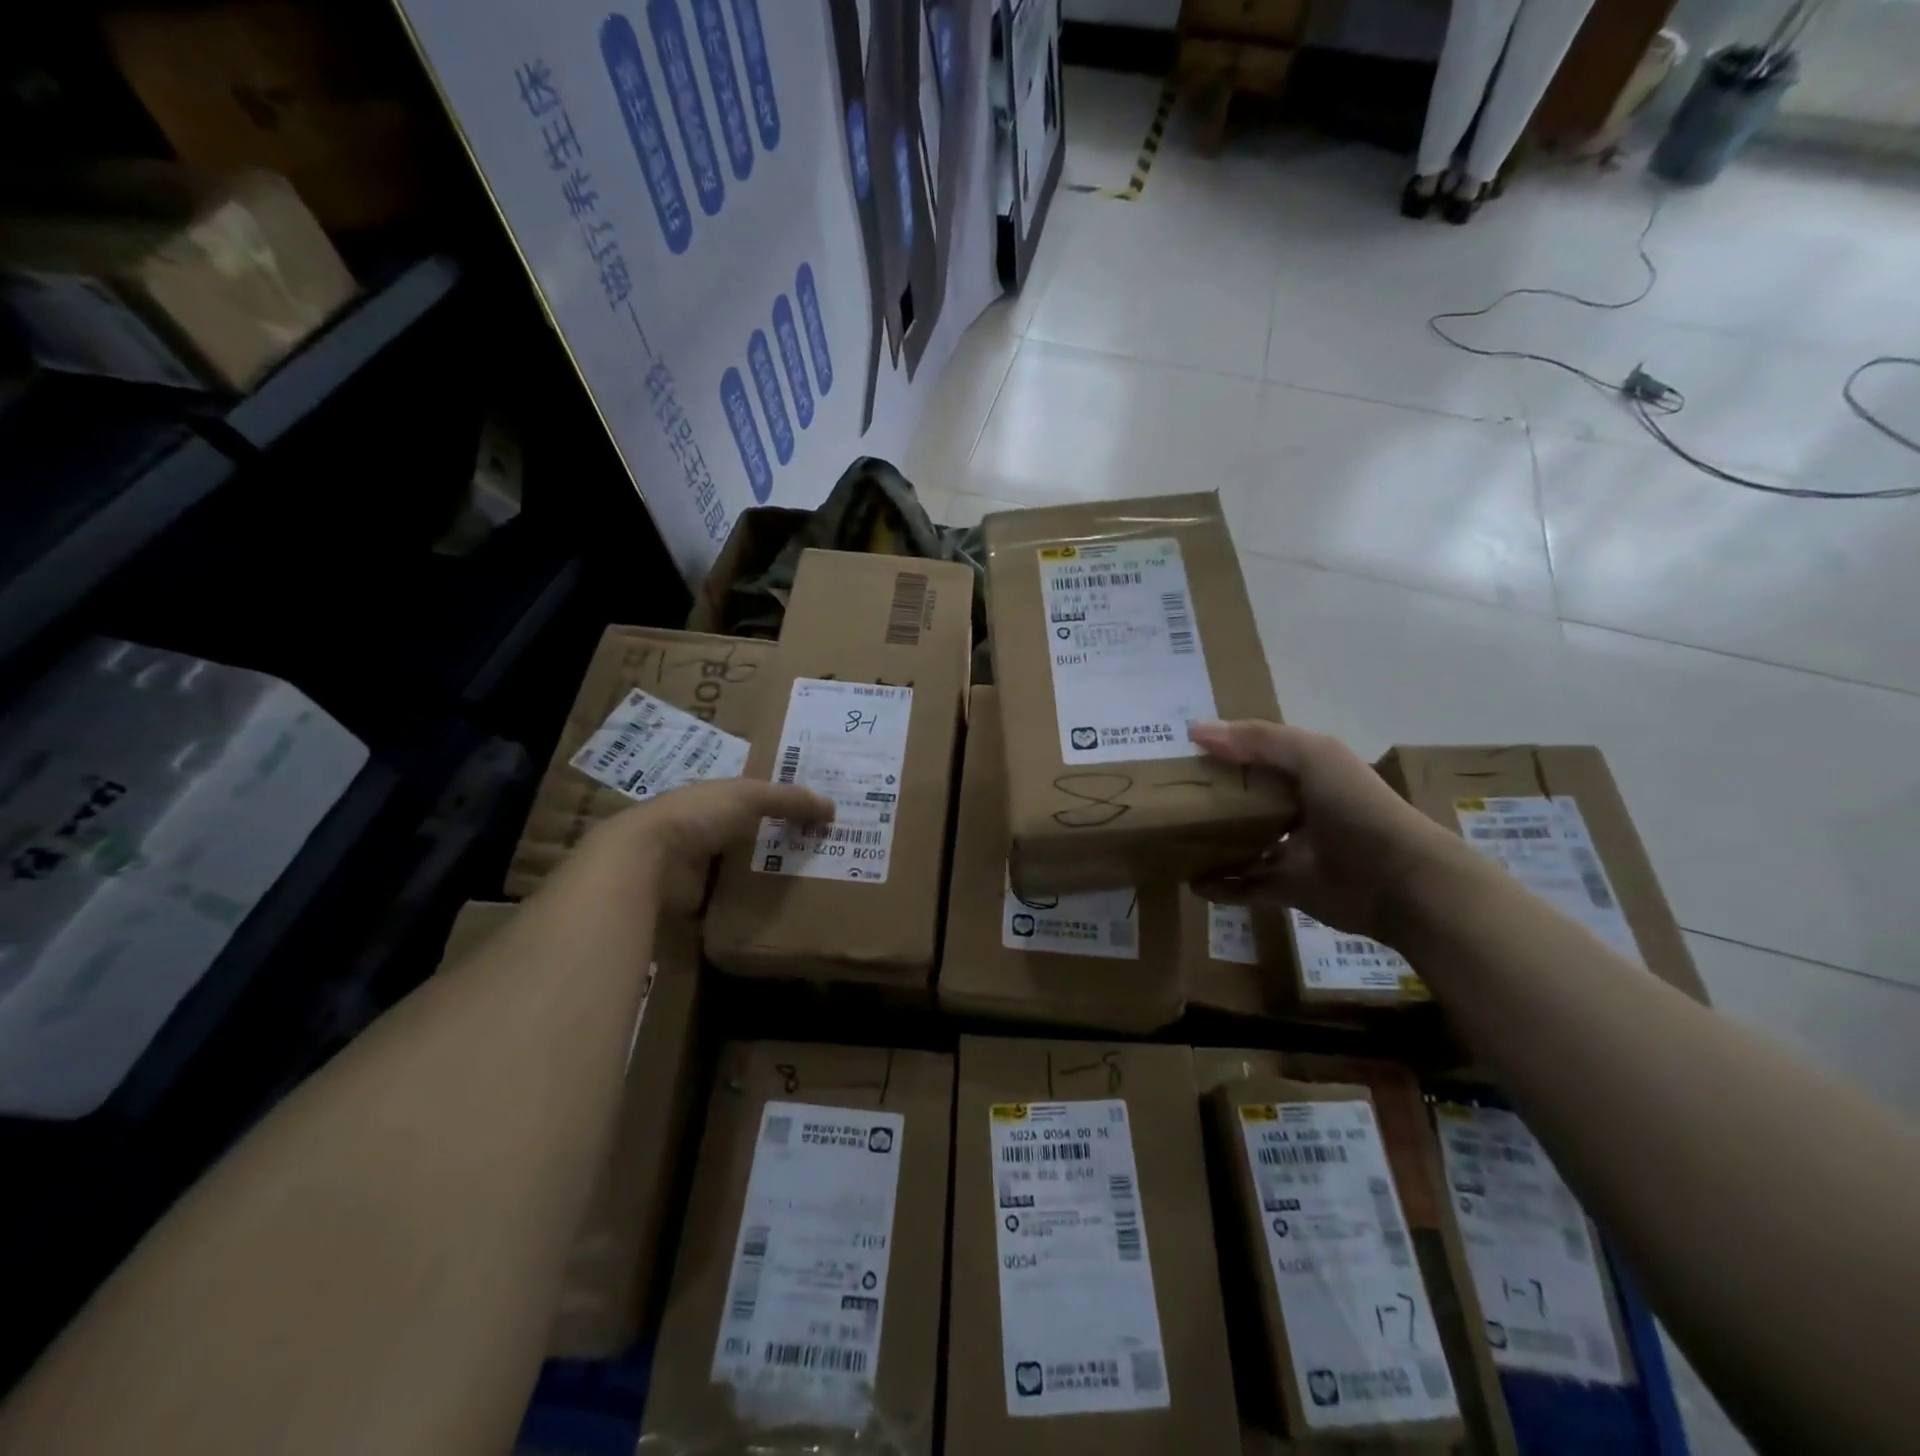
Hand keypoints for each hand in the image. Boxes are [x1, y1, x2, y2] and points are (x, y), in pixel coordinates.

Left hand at [594, 778, 833, 915]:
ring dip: (770, 875)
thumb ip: (789, 799)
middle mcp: (706, 830)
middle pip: (753, 835)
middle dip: (783, 842)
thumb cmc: (697, 815)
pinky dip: (753, 904)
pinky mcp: (697, 900)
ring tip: (813, 882)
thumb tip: (832, 806)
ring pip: (744, 869)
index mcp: (715, 799)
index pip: (757, 798)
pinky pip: (734, 901)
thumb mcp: (748, 796)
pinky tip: (784, 909)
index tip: (819, 815)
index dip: (785, 803)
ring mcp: (700, 867)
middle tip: (825, 852)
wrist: (646, 861)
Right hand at [1188, 720, 1474, 942]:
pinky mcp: (1289, 889)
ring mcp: (1294, 851)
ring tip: (1173, 840)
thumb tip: (1196, 731)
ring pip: (1243, 844)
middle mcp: (1299, 809)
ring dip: (1212, 844)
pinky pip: (1247, 886)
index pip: (1257, 758)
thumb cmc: (1357, 807)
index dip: (1222, 753)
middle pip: (1246, 802)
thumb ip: (1257, 740)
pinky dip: (1222, 886)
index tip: (1180, 754)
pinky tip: (1193, 882)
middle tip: (1167, 799)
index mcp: (1307, 773)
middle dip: (1211, 800)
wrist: (1401, 881)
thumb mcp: (1312, 756)